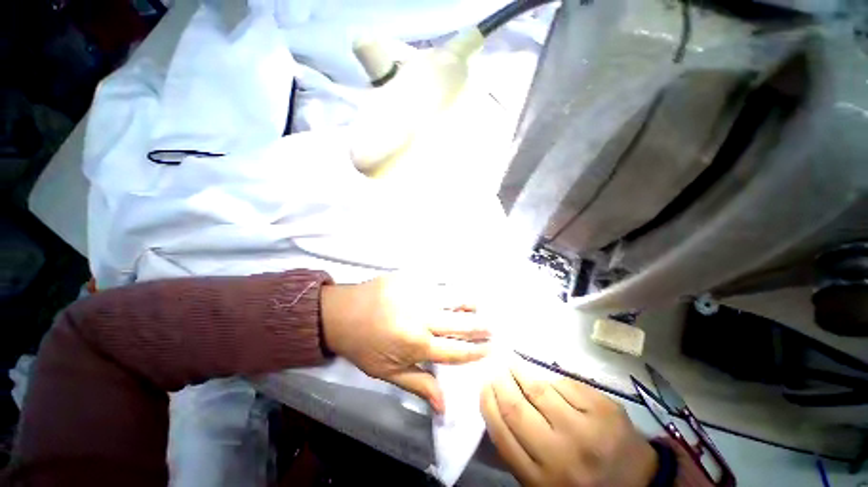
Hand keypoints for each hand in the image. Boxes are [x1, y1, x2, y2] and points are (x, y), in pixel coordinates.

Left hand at [321, 275, 489, 412]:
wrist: (341, 313)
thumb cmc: (363, 345)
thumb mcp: (386, 372)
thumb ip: (418, 384)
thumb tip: (444, 405)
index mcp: (417, 343)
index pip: (455, 350)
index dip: (475, 351)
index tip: (490, 348)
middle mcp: (422, 317)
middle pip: (460, 322)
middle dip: (480, 326)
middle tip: (492, 327)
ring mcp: (416, 293)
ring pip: (452, 297)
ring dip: (468, 302)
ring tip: (477, 305)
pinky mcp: (410, 277)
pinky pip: (436, 282)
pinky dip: (448, 288)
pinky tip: (453, 290)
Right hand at [481, 367, 657, 486]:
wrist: (639, 484)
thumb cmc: (581, 482)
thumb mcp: (543, 480)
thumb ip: (518, 449)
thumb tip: (496, 404)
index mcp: (542, 479)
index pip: (501, 433)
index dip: (488, 403)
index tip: (484, 385)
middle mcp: (562, 455)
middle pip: (517, 407)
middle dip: (501, 382)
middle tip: (497, 370)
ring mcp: (586, 429)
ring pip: (541, 389)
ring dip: (522, 372)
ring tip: (514, 365)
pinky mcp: (605, 410)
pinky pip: (567, 384)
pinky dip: (555, 381)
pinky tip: (551, 382)